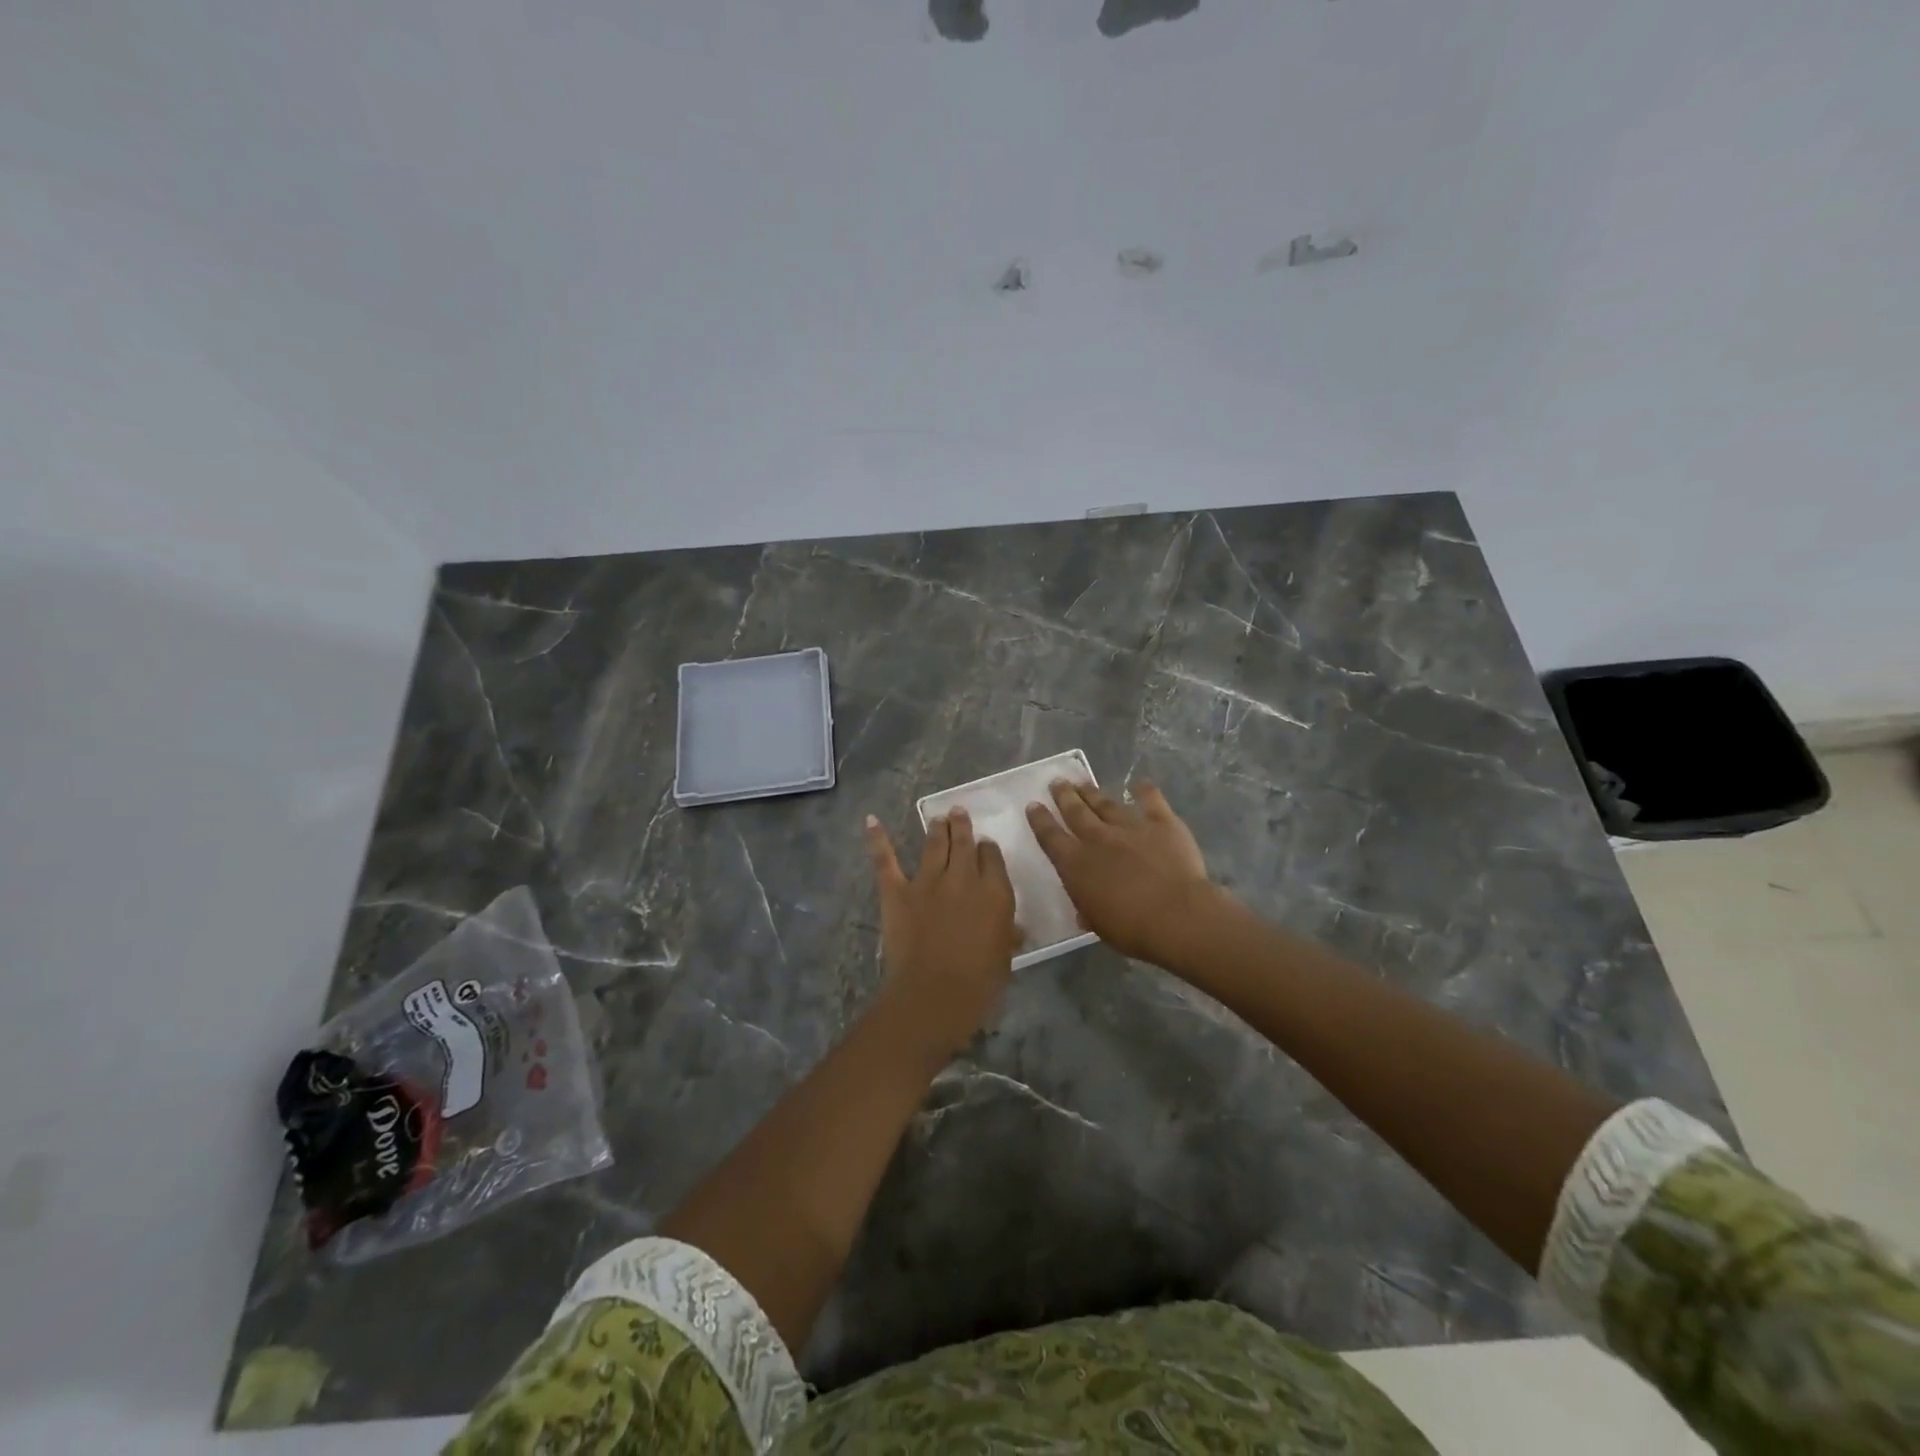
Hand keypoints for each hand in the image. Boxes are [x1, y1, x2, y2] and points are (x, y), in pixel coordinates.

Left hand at [864, 806, 1018, 1060]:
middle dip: (962, 826)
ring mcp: (928, 881)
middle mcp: (963, 878)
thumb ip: (1007, 935)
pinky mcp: (897, 891)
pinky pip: (886, 860)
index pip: (993, 858)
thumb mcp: (1004, 957)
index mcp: (995, 892)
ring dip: (937, 828)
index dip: (988, 849)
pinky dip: (877, 839)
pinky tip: (871, 820)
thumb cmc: (979, 983)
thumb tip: (1013, 928)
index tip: (985, 845)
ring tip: (939, 818)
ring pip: (934, 845)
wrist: (934, 994)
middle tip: (959, 812)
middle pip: (964, 843)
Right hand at [1026, 780, 1226, 970]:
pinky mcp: (1162, 823)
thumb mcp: (1098, 924)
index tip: (1033, 805)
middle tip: (1057, 782)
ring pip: (1106, 804)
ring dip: (1092, 792)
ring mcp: (1130, 827)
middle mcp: (1098, 839)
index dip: (1040, 820)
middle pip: (1076, 812)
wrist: (1177, 916)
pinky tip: (1140, 784)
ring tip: (1082, 782)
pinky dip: (1145, 791)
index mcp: (1076, 864)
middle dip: (1064, 796)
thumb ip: (1088, 909)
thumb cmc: (1132, 929)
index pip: (1050, 837)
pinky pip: (1151, 801)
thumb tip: (1084, 909)